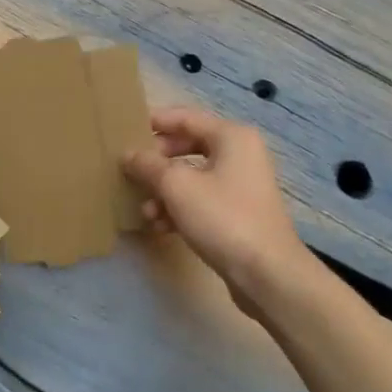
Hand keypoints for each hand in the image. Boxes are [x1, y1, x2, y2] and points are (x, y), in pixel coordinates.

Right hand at [122, 107, 313, 316]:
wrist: (267, 273)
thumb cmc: (223, 217)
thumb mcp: (177, 186)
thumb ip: (148, 165)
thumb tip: (128, 154)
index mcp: (231, 137)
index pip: (185, 117)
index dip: (153, 122)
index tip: (124, 132)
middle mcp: (239, 154)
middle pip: (187, 147)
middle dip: (156, 163)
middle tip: (130, 172)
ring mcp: (241, 185)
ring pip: (192, 177)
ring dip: (164, 191)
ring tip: (145, 211)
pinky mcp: (238, 213)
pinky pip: (201, 200)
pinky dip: (179, 209)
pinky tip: (160, 227)